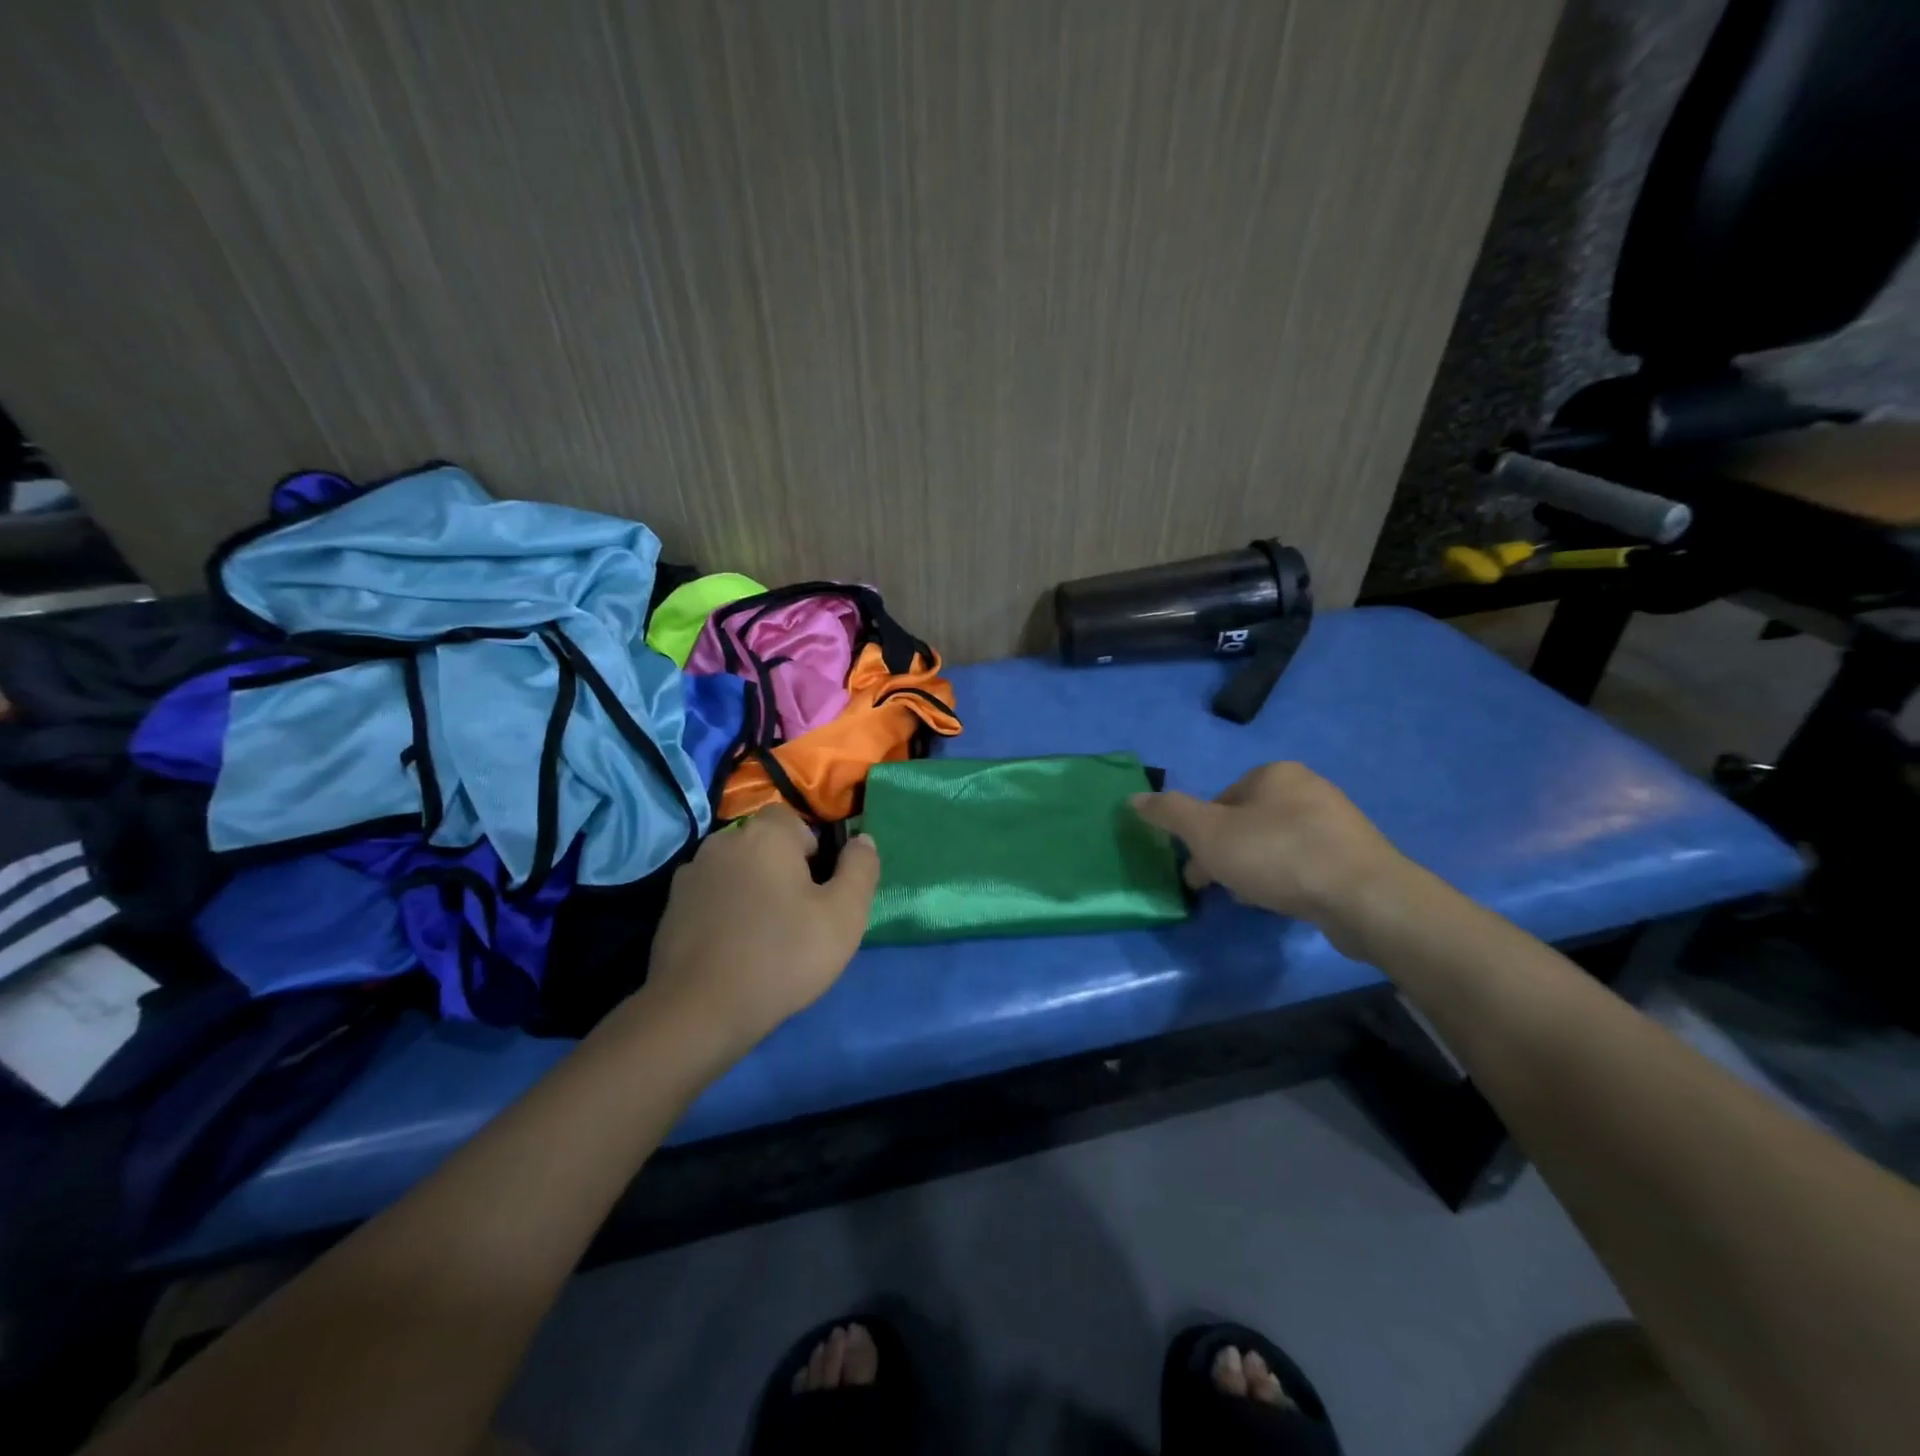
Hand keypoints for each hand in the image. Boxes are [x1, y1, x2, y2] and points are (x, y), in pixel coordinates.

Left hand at [639, 805, 879, 1057]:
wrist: (699, 1011)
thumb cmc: (782, 956)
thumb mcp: (844, 915)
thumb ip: (861, 869)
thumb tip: (862, 840)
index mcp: (765, 834)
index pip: (795, 820)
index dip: (814, 852)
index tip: (819, 892)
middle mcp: (723, 841)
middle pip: (765, 845)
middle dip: (783, 870)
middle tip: (799, 916)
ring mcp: (691, 873)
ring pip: (737, 870)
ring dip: (752, 889)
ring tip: (764, 935)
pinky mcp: (670, 907)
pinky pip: (712, 896)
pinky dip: (725, 911)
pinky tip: (733, 947)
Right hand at [1131, 762, 1409, 954]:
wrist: (1365, 897)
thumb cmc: (1278, 855)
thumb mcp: (1208, 833)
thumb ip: (1169, 813)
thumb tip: (1132, 798)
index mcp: (1274, 774)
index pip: (1219, 800)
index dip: (1200, 835)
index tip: (1197, 868)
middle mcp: (1308, 789)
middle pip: (1245, 823)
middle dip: (1226, 854)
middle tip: (1216, 887)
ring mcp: (1336, 823)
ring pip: (1273, 845)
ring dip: (1253, 869)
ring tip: (1250, 899)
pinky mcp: (1355, 857)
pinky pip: (1304, 864)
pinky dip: (1285, 880)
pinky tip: (1282, 903)